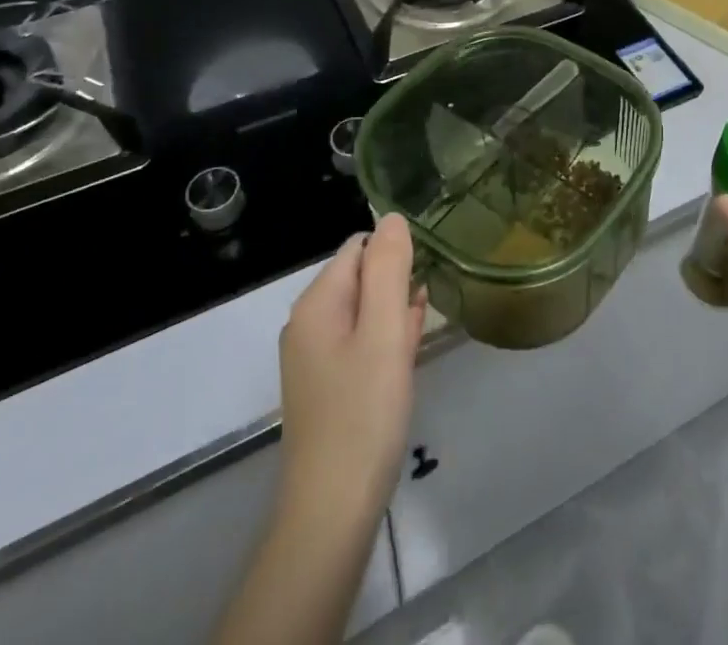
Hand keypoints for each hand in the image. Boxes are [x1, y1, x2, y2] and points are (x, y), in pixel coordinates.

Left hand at [276, 213, 427, 527]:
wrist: (332, 512)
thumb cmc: (363, 414)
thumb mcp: (383, 332)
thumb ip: (388, 269)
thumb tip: (392, 216)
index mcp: (316, 303)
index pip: (359, 248)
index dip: (394, 257)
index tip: (421, 284)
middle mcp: (307, 323)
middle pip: (360, 278)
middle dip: (395, 290)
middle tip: (418, 323)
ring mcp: (313, 358)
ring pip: (363, 313)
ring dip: (393, 317)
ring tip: (414, 343)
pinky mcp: (325, 386)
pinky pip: (359, 344)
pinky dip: (383, 343)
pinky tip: (403, 360)